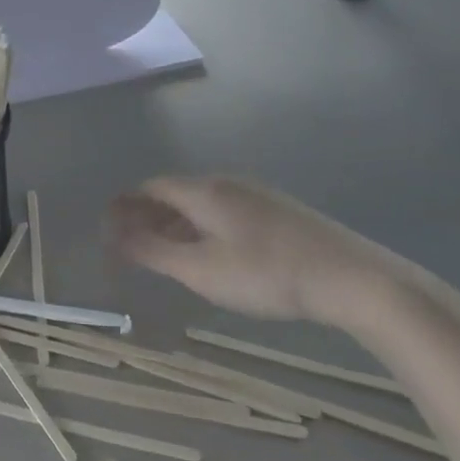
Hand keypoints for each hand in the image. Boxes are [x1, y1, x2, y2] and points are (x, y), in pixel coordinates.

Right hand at [105, 175, 449, 329]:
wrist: (352, 277)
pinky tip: (207, 252)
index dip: (124, 206)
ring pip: (200, 202)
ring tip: (162, 252)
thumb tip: (115, 236)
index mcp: (204, 191)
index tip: (107, 230)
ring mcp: (256, 194)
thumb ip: (154, 252)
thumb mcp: (201, 270)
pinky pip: (223, 210)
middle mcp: (227, 182)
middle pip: (174, 191)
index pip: (150, 187)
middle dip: (146, 214)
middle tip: (129, 244)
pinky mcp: (277, 211)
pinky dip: (200, 226)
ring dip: (173, 222)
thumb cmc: (266, 274)